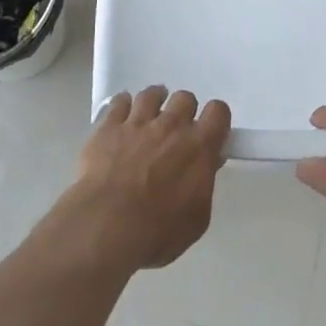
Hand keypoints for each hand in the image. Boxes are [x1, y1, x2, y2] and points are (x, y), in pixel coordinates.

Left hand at [52, 87, 230, 273]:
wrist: (107, 226)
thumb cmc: (158, 231)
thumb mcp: (196, 219)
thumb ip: (204, 185)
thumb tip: (205, 167)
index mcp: (199, 146)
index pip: (218, 111)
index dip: (215, 119)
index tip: (209, 133)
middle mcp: (171, 125)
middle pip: (184, 98)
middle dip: (183, 111)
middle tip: (175, 133)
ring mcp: (138, 122)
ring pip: (151, 94)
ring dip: (154, 103)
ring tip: (149, 117)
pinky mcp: (108, 127)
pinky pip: (119, 101)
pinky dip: (123, 106)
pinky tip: (122, 118)